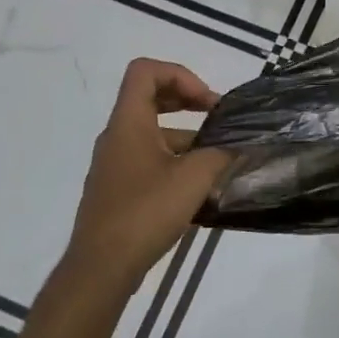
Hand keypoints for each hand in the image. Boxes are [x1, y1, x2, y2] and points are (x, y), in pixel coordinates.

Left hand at [65, 59, 233, 285]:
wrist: (102, 266)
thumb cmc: (145, 212)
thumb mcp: (193, 179)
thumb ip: (219, 155)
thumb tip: (237, 147)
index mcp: (129, 123)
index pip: (145, 71)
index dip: (180, 75)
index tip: (207, 103)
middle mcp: (117, 136)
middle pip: (149, 97)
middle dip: (187, 101)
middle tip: (218, 120)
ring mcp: (115, 164)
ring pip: (153, 133)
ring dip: (186, 137)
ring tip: (218, 161)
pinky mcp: (118, 189)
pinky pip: (149, 159)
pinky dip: (175, 162)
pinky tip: (199, 189)